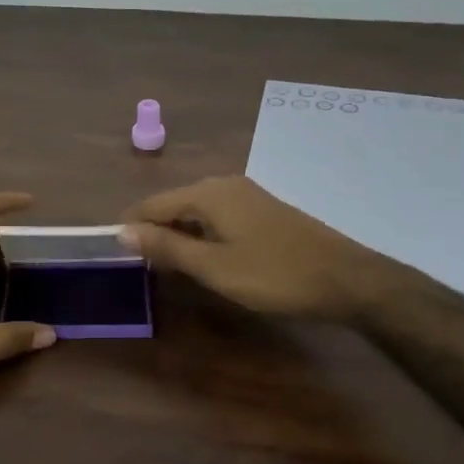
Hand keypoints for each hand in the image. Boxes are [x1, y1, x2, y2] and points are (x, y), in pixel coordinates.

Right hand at [121, 176, 393, 321]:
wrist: (347, 279)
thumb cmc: (275, 274)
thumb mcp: (215, 267)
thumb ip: (167, 247)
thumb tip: (121, 231)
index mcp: (208, 193)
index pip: (153, 204)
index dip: (132, 228)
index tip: (116, 255)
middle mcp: (225, 184)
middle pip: (174, 203)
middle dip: (154, 231)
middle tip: (141, 267)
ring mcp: (247, 195)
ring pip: (197, 210)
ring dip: (179, 234)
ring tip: (167, 266)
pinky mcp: (263, 210)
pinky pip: (218, 216)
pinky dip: (203, 234)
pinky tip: (205, 258)